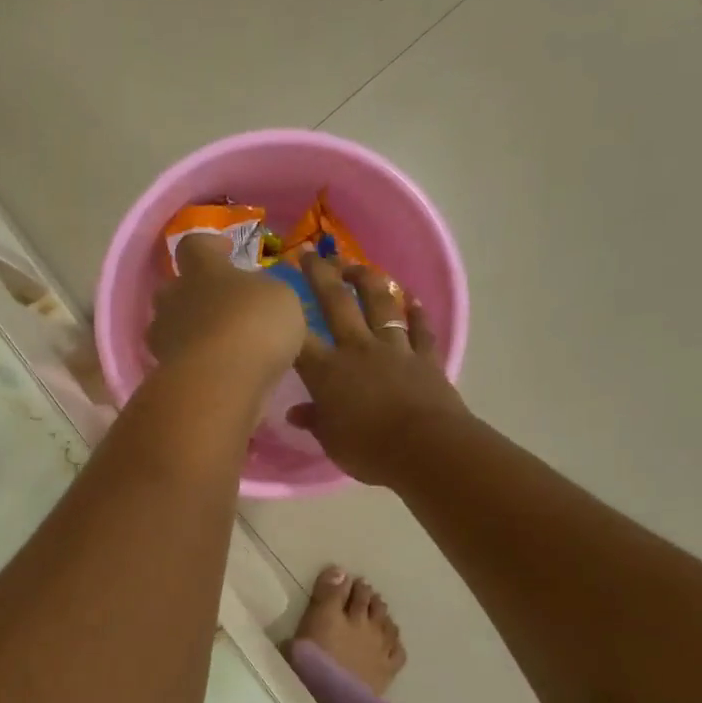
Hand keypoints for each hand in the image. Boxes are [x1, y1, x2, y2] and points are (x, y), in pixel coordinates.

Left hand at [149, 233, 305, 392]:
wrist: (217, 383)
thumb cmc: (253, 325)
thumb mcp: (281, 298)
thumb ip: (266, 291)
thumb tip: (258, 294)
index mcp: (202, 268)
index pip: (194, 244)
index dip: (209, 245)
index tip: (224, 251)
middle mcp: (174, 297)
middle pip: (174, 287)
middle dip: (193, 293)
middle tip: (220, 305)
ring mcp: (163, 336)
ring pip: (170, 325)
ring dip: (190, 330)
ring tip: (218, 344)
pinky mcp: (161, 371)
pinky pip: (176, 358)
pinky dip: (192, 361)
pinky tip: (215, 371)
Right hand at [289, 254, 469, 485]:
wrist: (426, 448)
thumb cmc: (369, 449)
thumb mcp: (331, 441)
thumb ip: (314, 421)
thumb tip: (296, 413)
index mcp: (327, 371)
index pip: (298, 337)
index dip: (285, 313)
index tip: (275, 294)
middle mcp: (357, 349)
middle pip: (336, 303)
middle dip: (321, 275)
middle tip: (311, 253)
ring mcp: (394, 349)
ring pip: (380, 305)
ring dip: (368, 281)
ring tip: (356, 266)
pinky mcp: (425, 358)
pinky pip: (421, 330)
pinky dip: (417, 314)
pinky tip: (412, 299)